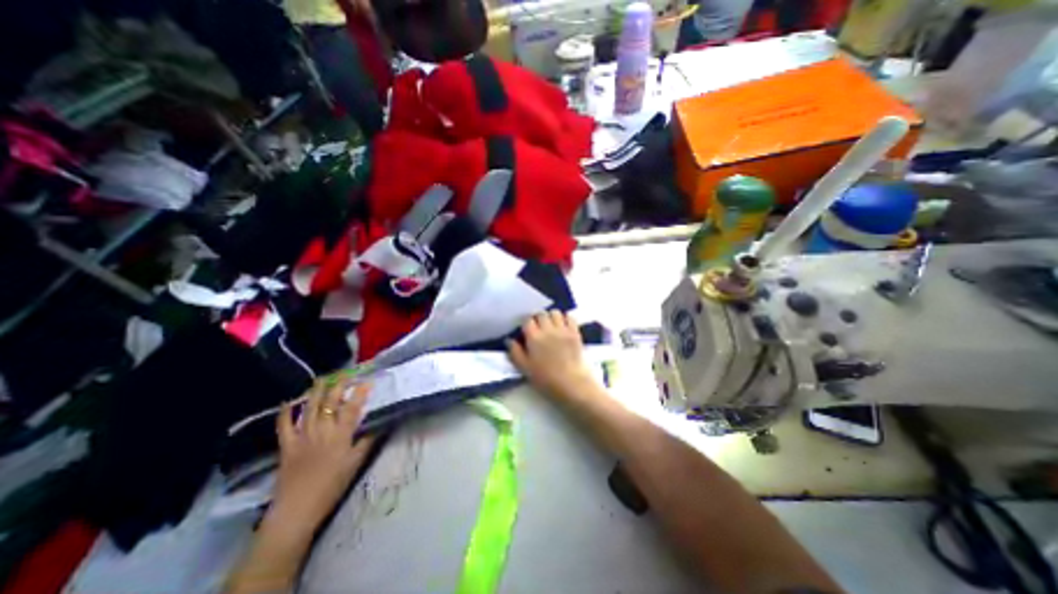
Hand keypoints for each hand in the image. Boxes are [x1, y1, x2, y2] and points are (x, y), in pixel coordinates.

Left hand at [271, 377, 375, 525]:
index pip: (352, 407)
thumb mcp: (356, 462)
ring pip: (310, 408)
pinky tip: (289, 402)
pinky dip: (286, 412)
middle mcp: (322, 429)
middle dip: (339, 386)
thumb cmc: (332, 485)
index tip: (367, 381)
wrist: (297, 509)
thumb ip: (367, 441)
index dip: (360, 392)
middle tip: (345, 374)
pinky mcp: (287, 445)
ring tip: (322, 379)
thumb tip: (379, 424)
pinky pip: (284, 425)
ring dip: (316, 391)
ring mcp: (302, 436)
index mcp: (341, 434)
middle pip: (330, 402)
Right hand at [506, 310, 594, 404]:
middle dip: (538, 318)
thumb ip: (515, 352)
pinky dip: (566, 318)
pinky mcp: (575, 332)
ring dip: (552, 317)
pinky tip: (564, 325)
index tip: (527, 330)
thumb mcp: (525, 368)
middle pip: (541, 314)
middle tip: (539, 328)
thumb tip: (509, 340)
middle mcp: (548, 329)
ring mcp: (562, 329)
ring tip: (551, 325)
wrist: (571, 383)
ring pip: (555, 312)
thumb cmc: (545, 378)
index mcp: (534, 337)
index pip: (527, 320)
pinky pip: (570, 317)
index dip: (526, 323)